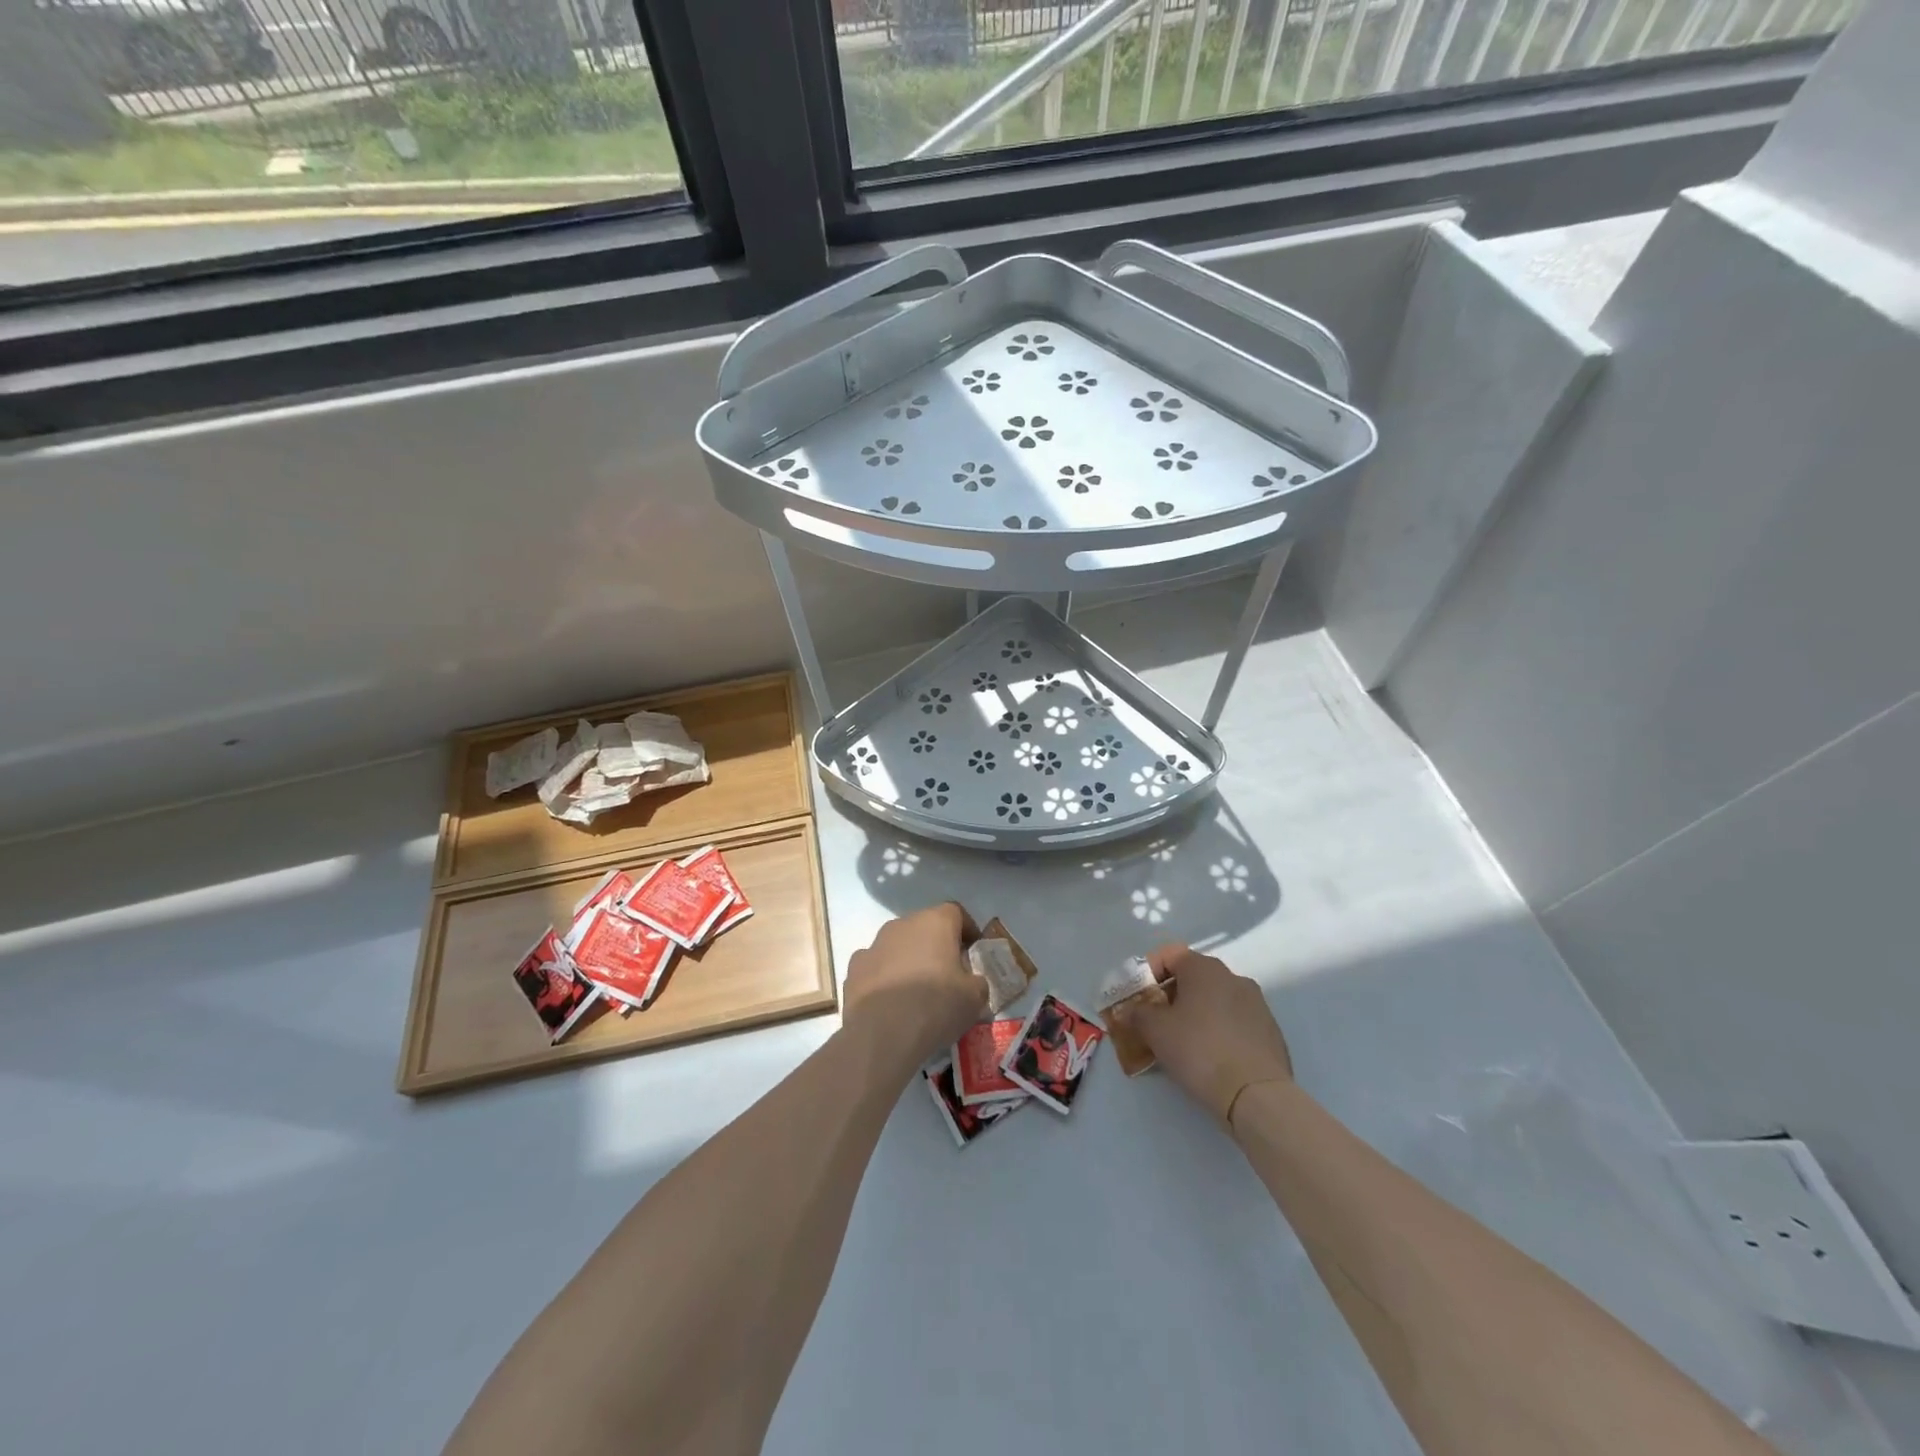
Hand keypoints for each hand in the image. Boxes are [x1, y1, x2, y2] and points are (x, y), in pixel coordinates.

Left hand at [843, 903, 988, 1067]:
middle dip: (937, 946)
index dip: (967, 930)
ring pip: (898, 946)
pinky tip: (890, 1002)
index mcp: (935, 922)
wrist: (882, 1034)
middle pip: (925, 927)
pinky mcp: (854, 969)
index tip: (973, 952)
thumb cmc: (936, 1006)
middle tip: (947, 975)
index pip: (956, 912)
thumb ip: (977, 981)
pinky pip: (876, 966)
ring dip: (909, 960)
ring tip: (916, 993)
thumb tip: (970, 982)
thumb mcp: (975, 997)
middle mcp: (902, 924)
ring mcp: (874, 944)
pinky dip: (885, 978)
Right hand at [1120, 944, 1291, 1124]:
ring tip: (1183, 1042)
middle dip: (1171, 995)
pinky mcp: (1270, 1031)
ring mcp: (1257, 1004)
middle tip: (1156, 1021)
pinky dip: (1219, 1030)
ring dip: (1196, 1013)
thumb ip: (1138, 1014)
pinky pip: (1235, 1022)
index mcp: (1205, 968)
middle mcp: (1234, 977)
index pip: (1170, 954)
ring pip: (1216, 999)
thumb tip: (1130, 1011)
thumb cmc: (1199, 1050)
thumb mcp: (1156, 1031)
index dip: (1148, 972)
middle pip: (1193, 977)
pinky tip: (1212, 1057)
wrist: (1257, 1095)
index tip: (1138, 997)